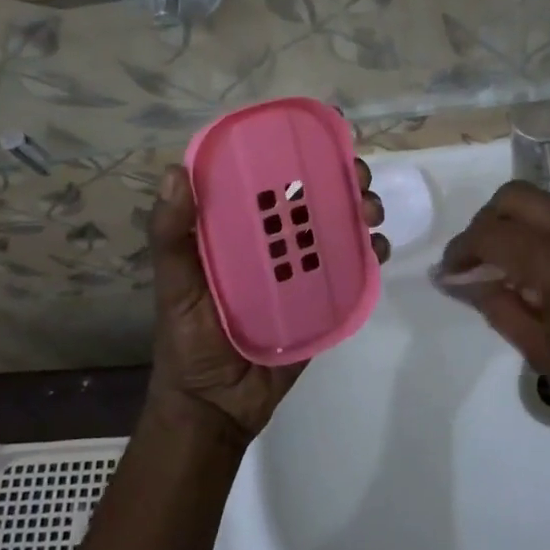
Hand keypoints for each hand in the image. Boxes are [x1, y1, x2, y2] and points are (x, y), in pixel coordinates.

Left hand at [148, 160, 388, 442]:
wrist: (215, 408)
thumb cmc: (187, 342)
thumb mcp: (173, 286)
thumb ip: (171, 236)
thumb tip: (175, 171)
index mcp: (238, 233)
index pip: (270, 183)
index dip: (297, 157)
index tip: (322, 141)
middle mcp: (273, 246)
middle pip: (314, 201)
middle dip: (343, 182)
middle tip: (358, 180)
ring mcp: (301, 274)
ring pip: (338, 231)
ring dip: (362, 213)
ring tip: (371, 215)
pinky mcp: (323, 302)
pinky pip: (351, 273)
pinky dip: (369, 255)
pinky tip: (377, 250)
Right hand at [438, 181, 549, 461]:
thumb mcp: (544, 352)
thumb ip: (496, 306)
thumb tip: (457, 280)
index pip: (490, 234)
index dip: (460, 251)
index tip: (449, 274)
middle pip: (513, 196)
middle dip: (484, 223)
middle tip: (474, 262)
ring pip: (542, 200)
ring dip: (514, 223)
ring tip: (505, 266)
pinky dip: (543, 229)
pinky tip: (542, 267)